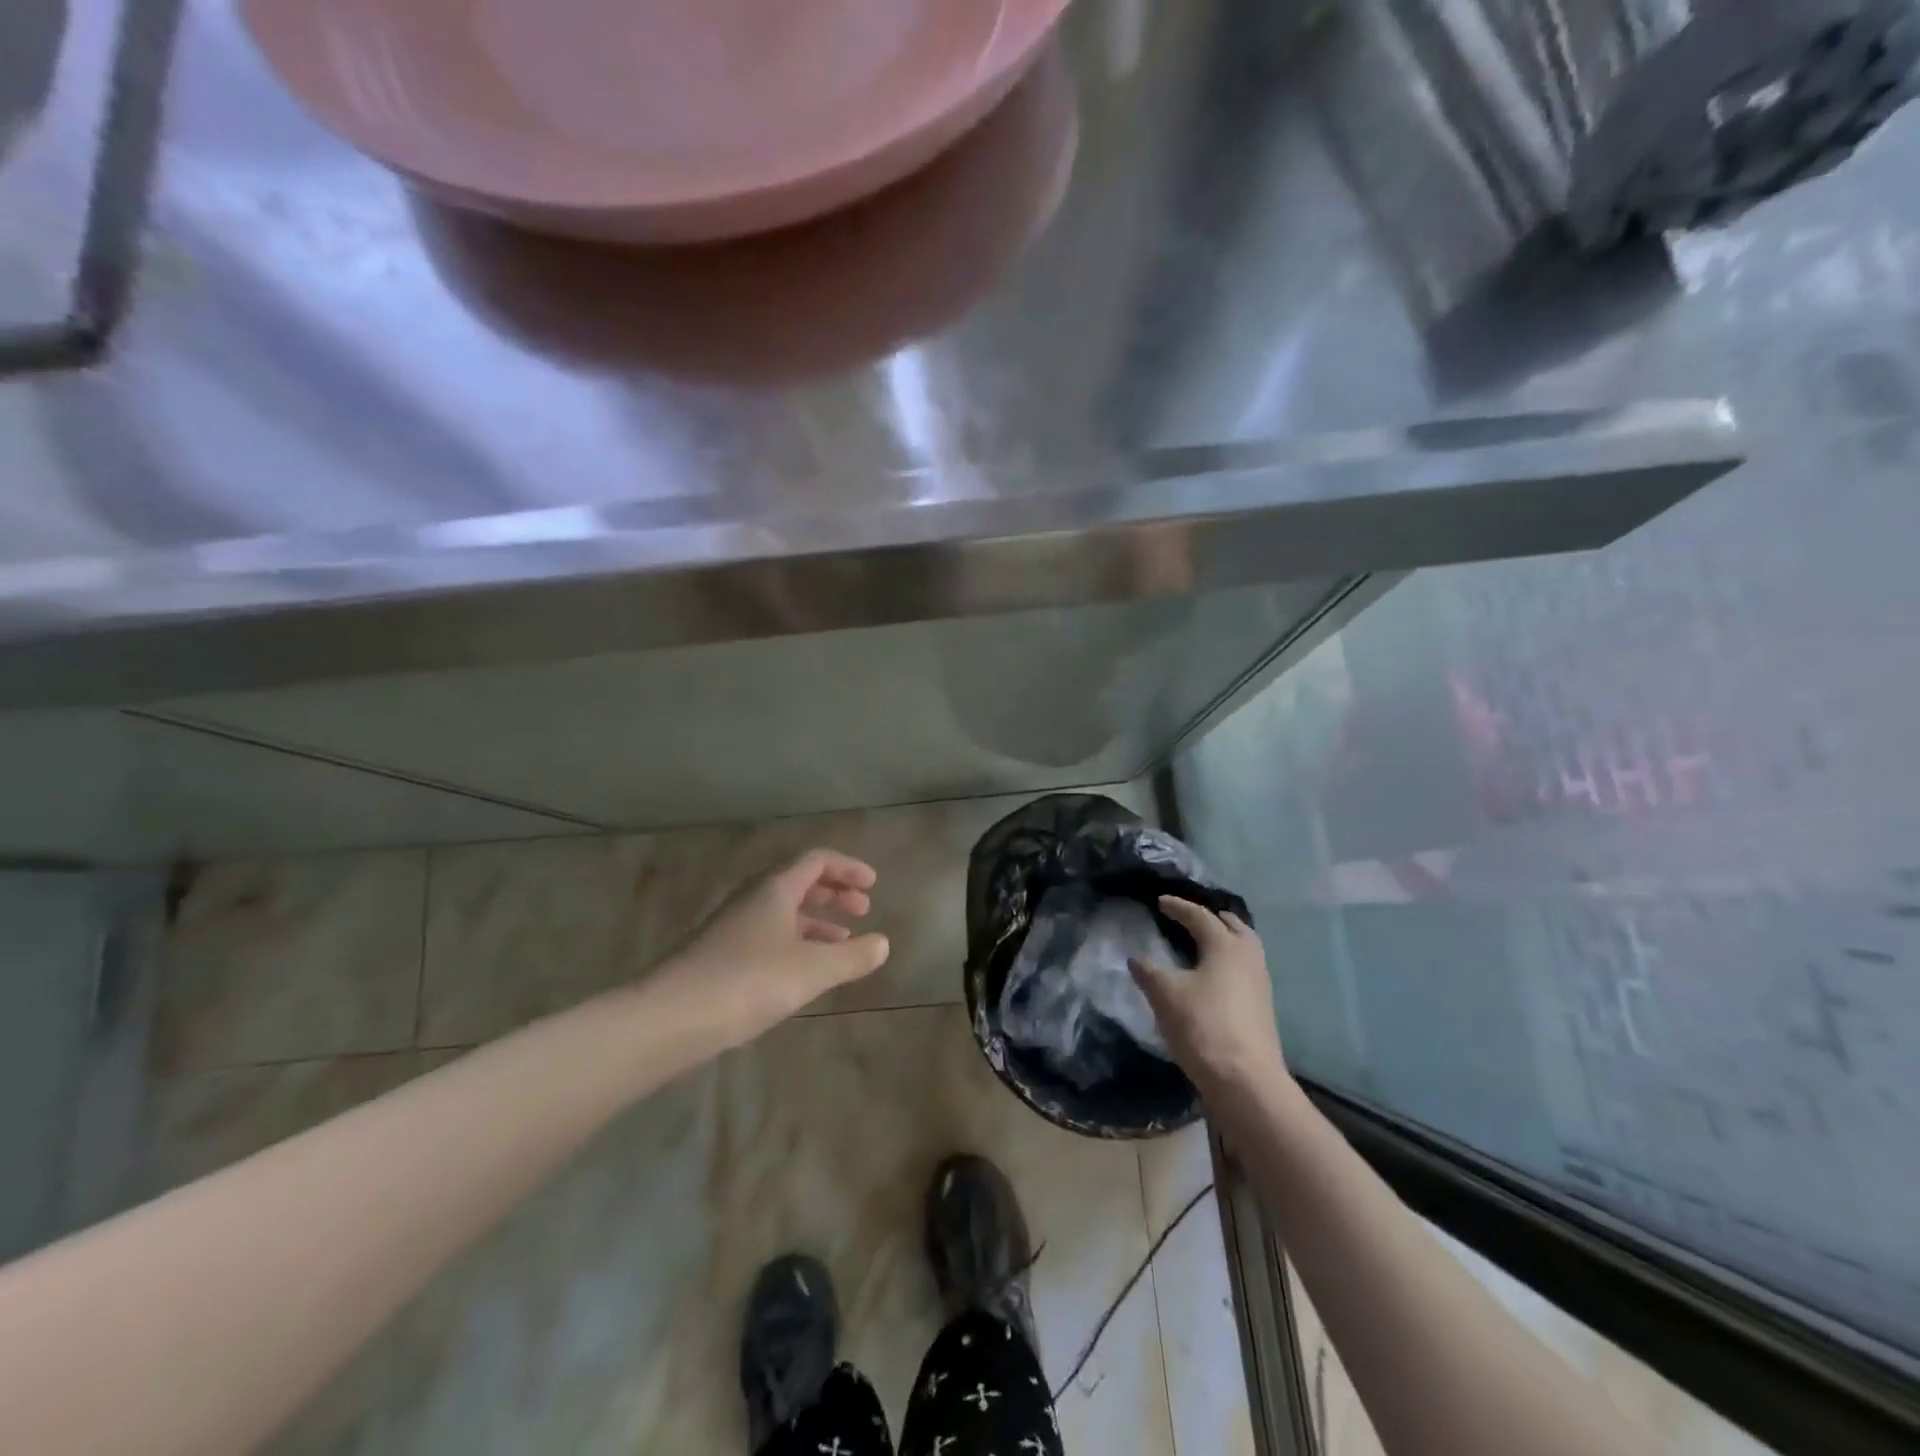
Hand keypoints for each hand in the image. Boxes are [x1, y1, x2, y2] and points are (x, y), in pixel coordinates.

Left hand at [648, 849, 890, 1048]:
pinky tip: (804, 971)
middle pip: (798, 882)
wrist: (670, 1018)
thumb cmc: (749, 981)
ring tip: (843, 941)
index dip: (847, 868)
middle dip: (833, 892)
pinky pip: (768, 936)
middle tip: (862, 909)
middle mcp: (752, 899)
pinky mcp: (720, 956)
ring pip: (783, 912)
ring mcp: (732, 927)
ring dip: (816, 920)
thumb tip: (883, 943)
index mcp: (774, 888)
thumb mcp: (812, 970)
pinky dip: (795, 943)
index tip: (873, 885)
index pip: (816, 860)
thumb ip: (852, 956)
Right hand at [1130, 896, 1287, 1096]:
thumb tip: (1135, 958)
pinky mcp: (1262, 1006)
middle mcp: (1248, 957)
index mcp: (1225, 946)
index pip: (1200, 916)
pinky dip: (1228, 960)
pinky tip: (1213, 975)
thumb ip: (1148, 971)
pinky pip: (1245, 968)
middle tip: (1190, 917)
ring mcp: (1260, 983)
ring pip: (1244, 948)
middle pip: (1233, 926)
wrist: (1246, 1081)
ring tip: (1203, 943)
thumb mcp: (1165, 995)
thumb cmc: (1203, 1027)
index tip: (1160, 902)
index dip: (1178, 907)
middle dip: (1211, 918)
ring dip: (1224, 939)